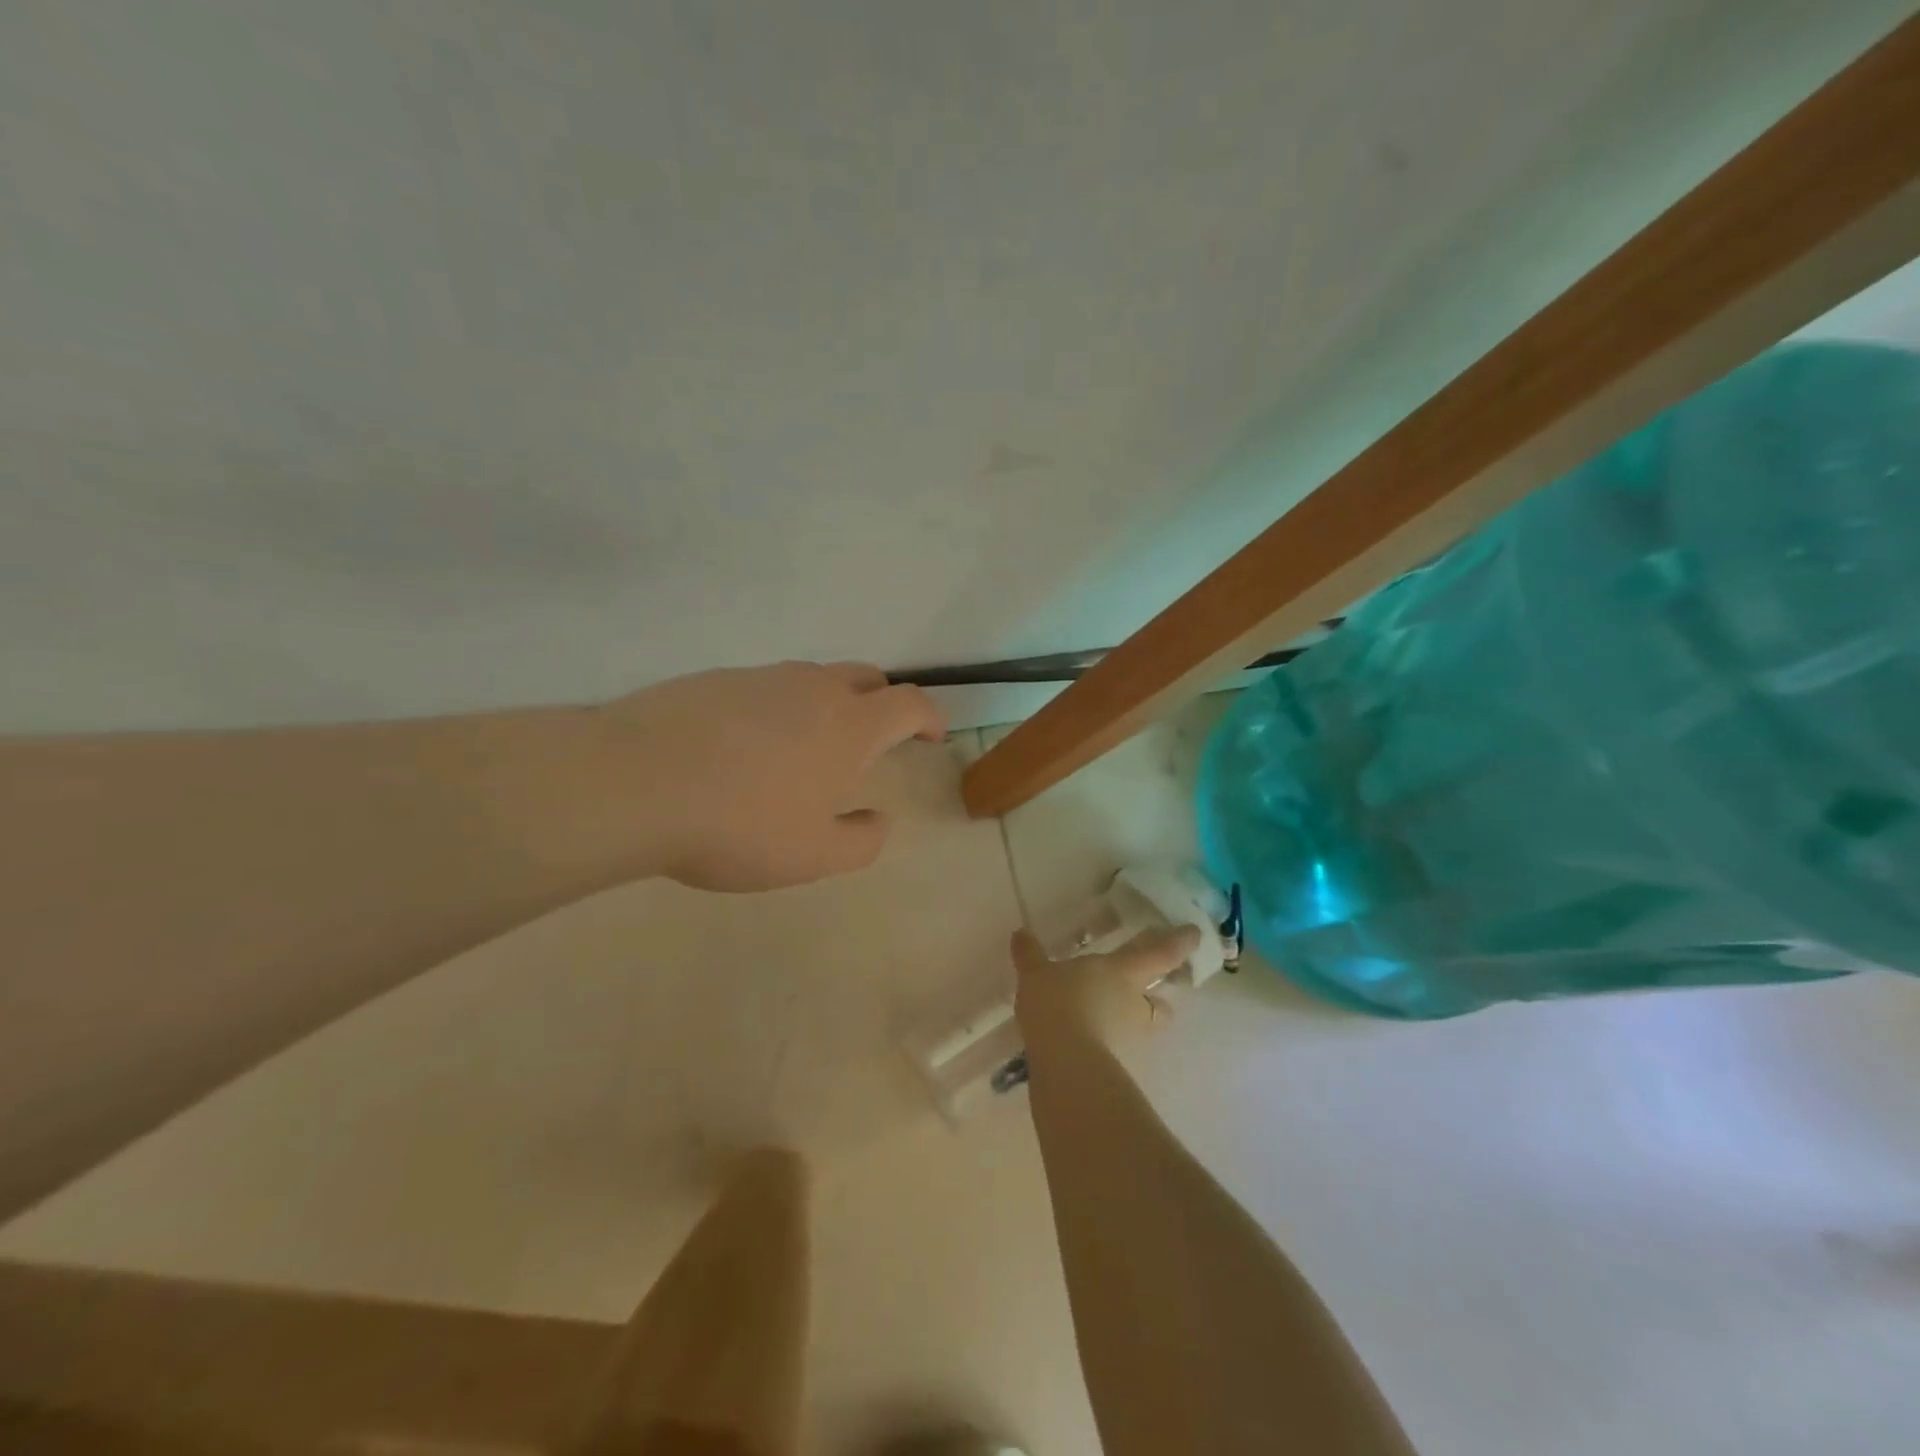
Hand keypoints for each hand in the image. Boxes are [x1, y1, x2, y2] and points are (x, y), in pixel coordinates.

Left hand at [606, 661, 944, 891]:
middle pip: (866, 676)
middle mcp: (811, 688)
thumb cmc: (739, 824)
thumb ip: (861, 841)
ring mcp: (760, 677)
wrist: (633, 782)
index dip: (929, 716)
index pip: (908, 703)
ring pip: (812, 678)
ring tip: (806, 748)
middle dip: (883, 701)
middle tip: (876, 737)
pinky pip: (764, 687)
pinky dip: (776, 708)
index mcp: (849, 726)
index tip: (932, 735)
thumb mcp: (813, 856)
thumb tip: (879, 820)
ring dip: (827, 704)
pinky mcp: (713, 679)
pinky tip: (745, 747)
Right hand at [1011, 924, 1201, 1055]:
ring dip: (1132, 1022)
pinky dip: (1108, 1045)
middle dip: (1158, 996)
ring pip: (1142, 1027)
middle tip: (1149, 993)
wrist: (1068, 1064)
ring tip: (1108, 1022)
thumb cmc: (1058, 1004)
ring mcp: (1130, 1037)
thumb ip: (1030, 956)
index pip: (1158, 953)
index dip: (1178, 942)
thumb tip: (1020, 934)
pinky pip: (1118, 1049)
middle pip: (1159, 1001)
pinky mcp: (1119, 1065)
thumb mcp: (1036, 975)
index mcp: (1120, 971)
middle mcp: (1134, 1002)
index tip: (1195, 934)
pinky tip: (1087, 1045)